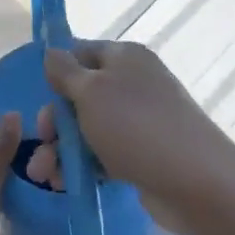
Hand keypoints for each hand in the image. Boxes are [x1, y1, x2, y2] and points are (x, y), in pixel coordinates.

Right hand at [25, 41, 234, 234]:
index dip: (56, 74)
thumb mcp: (91, 91)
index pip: (80, 53)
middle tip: (40, 146)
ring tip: (43, 177)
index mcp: (124, 57)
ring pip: (88, 128)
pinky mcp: (142, 153)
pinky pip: (103, 153)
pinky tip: (64, 184)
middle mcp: (133, 83)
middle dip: (55, 123)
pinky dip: (82, 166)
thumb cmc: (135, 126)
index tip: (39, 97)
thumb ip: (65, 71)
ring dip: (61, 150)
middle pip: (80, 95)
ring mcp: (139, 120)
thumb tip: (51, 51)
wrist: (194, 182)